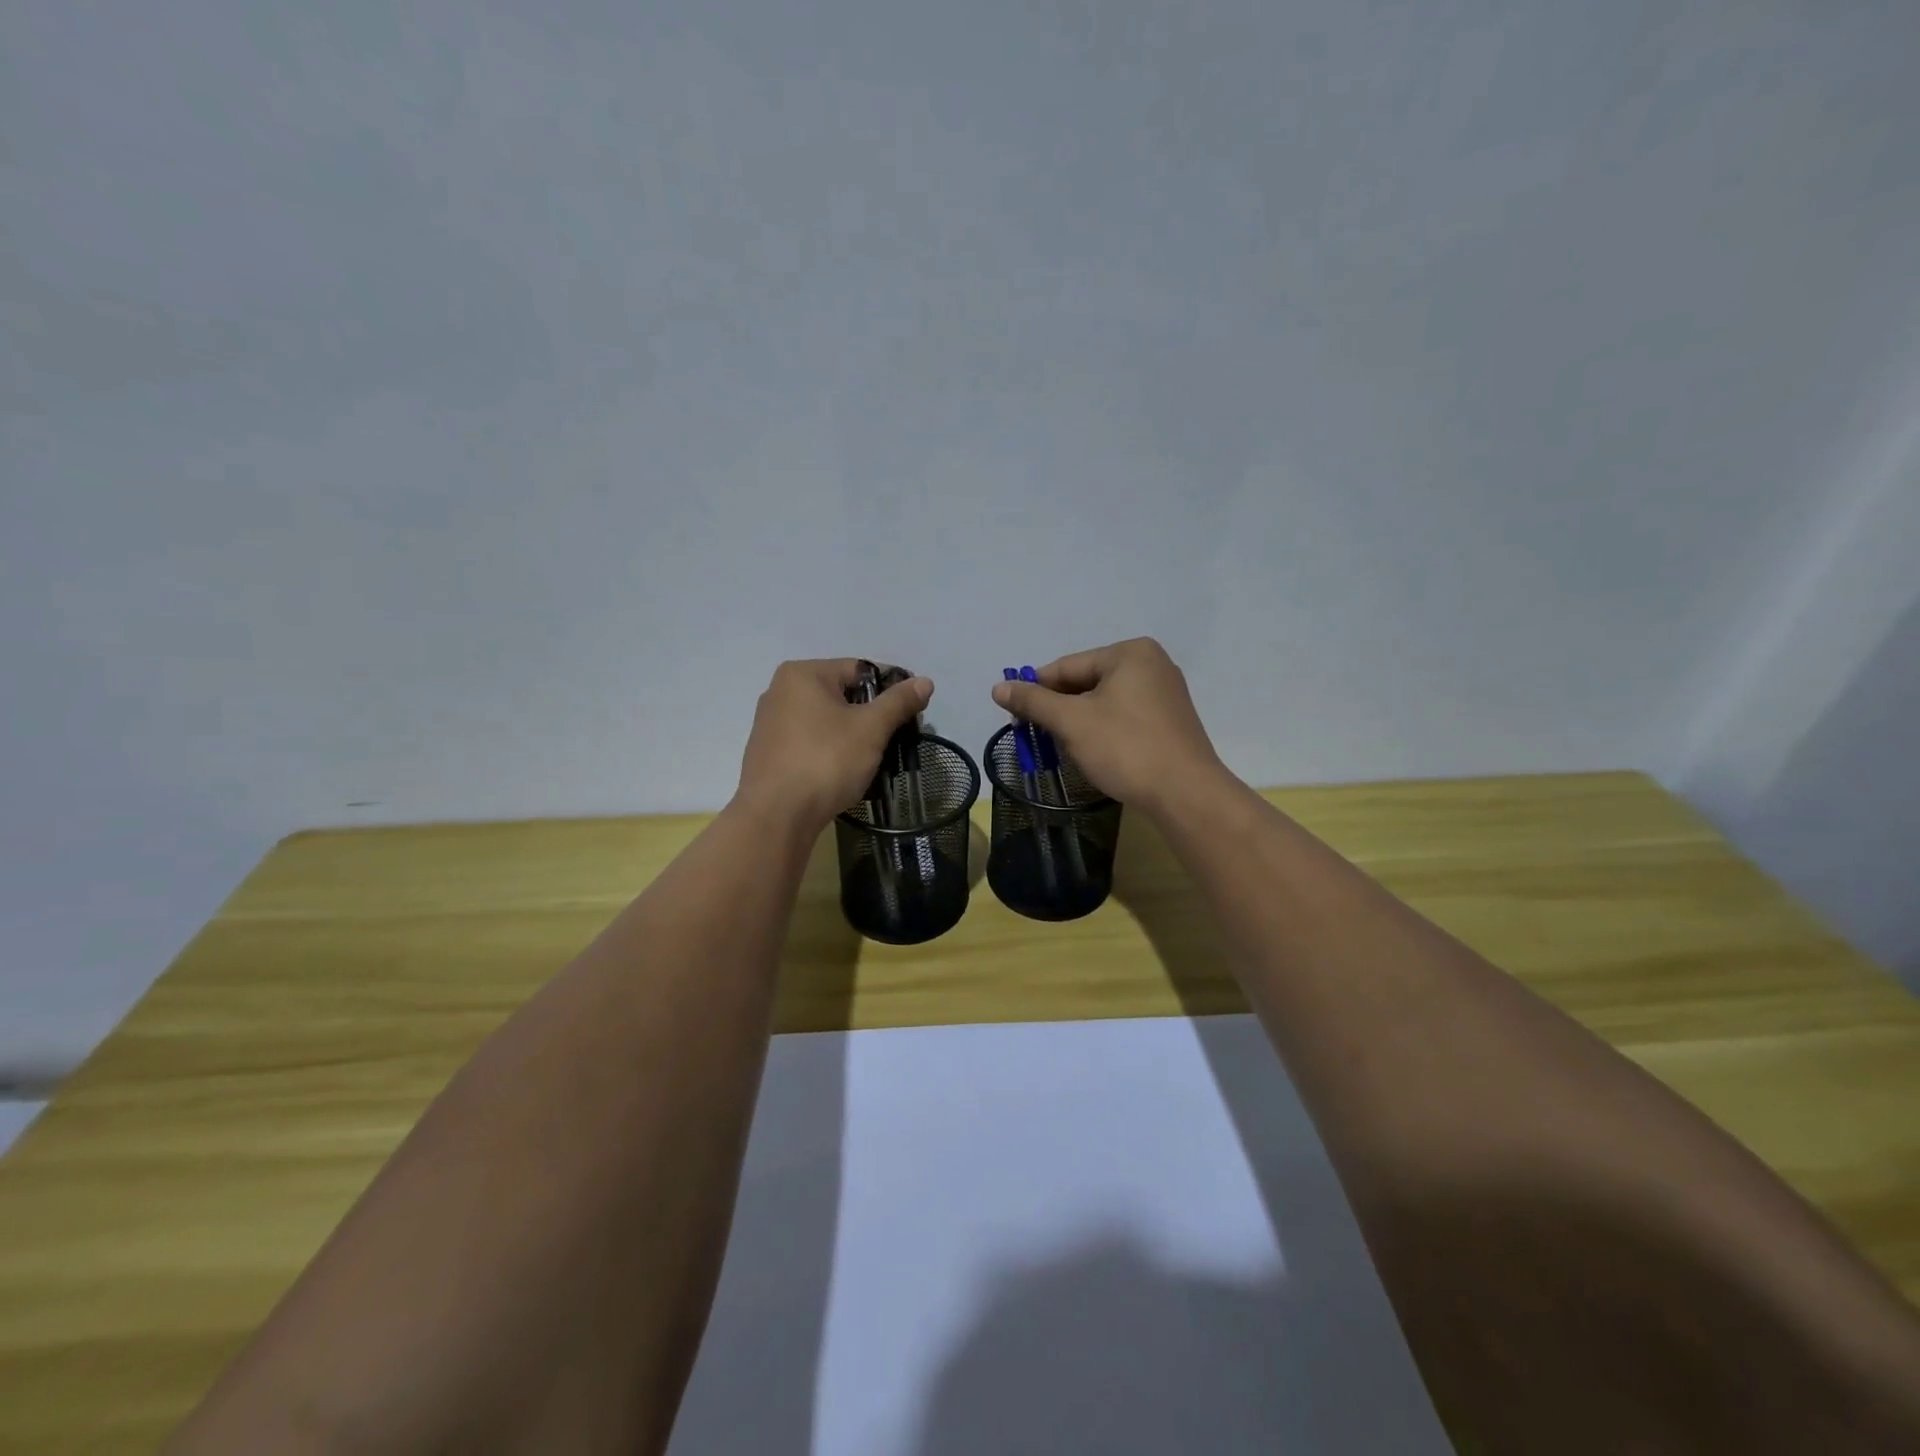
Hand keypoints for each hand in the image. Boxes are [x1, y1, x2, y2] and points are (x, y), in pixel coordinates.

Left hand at [736, 659, 932, 830]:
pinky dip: (831, 751)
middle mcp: (780, 691)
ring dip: (853, 736)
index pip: (860, 669)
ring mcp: (771, 724)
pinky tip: (845, 772)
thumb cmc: (825, 761)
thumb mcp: (870, 729)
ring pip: (827, 721)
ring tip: (875, 759)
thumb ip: (898, 702)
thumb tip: (925, 682)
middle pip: (842, 694)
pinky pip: (811, 742)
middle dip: (872, 715)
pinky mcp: (769, 754)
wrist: (776, 817)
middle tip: (896, 738)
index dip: (891, 688)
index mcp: (802, 674)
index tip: (912, 712)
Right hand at [991, 638, 1226, 814]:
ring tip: (1061, 747)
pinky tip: (1092, 752)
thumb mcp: (1072, 722)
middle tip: (1034, 736)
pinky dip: (1102, 730)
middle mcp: (1151, 664)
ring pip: (1104, 702)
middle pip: (1086, 682)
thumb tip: (998, 687)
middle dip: (1059, 709)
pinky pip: (1124, 716)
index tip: (1013, 716)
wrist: (1185, 794)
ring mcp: (1165, 693)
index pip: (1067, 666)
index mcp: (1129, 653)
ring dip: (1078, 722)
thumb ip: (1034, 701)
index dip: (1036, 691)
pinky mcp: (1170, 721)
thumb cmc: (1125, 748)